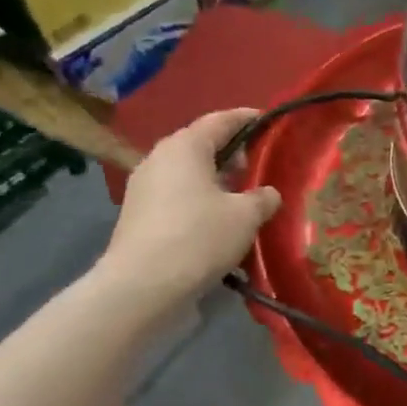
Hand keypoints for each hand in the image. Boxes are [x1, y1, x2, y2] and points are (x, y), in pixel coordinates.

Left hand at [93, 109, 281, 312]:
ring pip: (188, 172)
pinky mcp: (138, 215)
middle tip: (258, 166)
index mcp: (185, 147)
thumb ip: (262, 198)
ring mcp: (143, 187)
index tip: (268, 120)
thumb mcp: (246, 216)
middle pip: (201, 145)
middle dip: (231, 152)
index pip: (220, 120)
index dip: (246, 118)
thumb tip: (267, 194)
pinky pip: (177, 196)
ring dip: (215, 180)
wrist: (142, 287)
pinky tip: (217, 220)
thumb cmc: (199, 237)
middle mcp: (159, 158)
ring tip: (242, 196)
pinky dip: (199, 200)